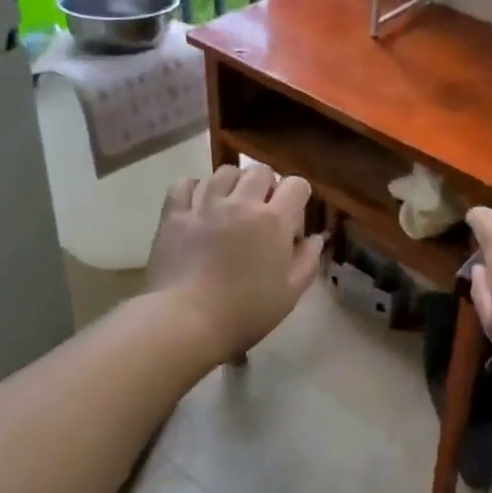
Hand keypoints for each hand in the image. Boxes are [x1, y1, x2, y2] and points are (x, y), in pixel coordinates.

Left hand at [147, 165, 324, 356]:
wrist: (187, 321)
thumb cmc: (246, 311)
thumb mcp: (290, 293)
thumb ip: (308, 260)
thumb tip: (317, 238)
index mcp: (274, 220)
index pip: (296, 184)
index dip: (299, 196)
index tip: (293, 218)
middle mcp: (241, 203)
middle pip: (260, 171)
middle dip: (267, 185)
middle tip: (262, 210)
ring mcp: (205, 205)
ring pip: (224, 172)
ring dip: (233, 183)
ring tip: (230, 204)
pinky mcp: (174, 215)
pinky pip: (184, 184)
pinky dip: (193, 188)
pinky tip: (197, 204)